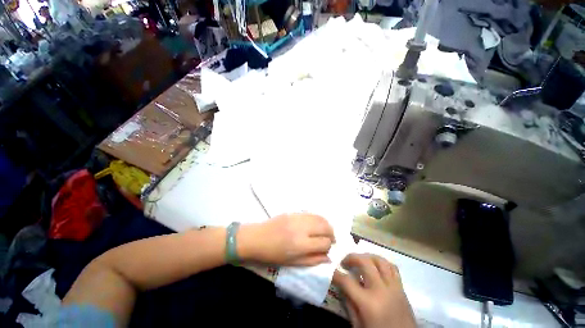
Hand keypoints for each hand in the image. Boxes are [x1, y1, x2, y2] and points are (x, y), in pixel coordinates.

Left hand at [239, 213, 334, 265]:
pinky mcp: (293, 212)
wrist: (257, 238)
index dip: (329, 246)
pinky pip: (311, 213)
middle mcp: (302, 229)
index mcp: (301, 245)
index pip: (324, 242)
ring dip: (326, 224)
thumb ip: (312, 261)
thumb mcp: (293, 263)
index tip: (327, 249)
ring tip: (326, 231)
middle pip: (325, 227)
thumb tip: (328, 258)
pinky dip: (318, 218)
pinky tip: (316, 224)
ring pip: (320, 218)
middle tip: (331, 239)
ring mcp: (298, 218)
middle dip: (331, 233)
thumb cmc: (273, 255)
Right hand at [333, 254, 415, 327]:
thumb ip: (350, 305)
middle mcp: (381, 290)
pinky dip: (382, 263)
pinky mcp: (402, 289)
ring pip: (380, 260)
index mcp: (368, 303)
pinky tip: (375, 267)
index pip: (347, 281)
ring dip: (367, 256)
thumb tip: (342, 287)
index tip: (332, 271)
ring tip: (359, 261)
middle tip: (344, 262)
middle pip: (365, 262)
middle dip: (351, 257)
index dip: (336, 274)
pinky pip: (392, 268)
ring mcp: (394, 287)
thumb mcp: (359, 326)